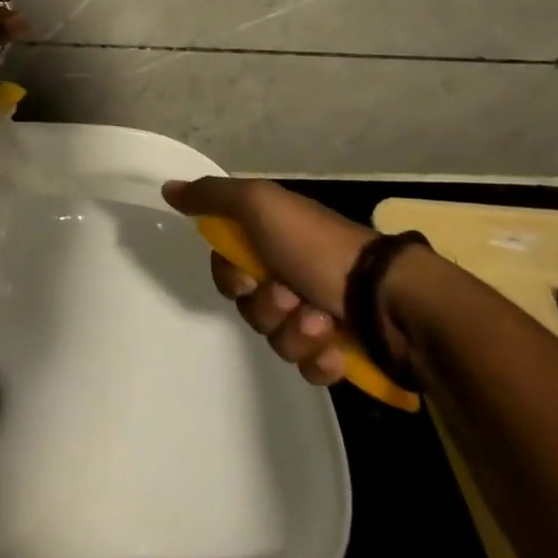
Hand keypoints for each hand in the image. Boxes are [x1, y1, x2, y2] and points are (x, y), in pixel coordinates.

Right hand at [162, 177, 379, 385]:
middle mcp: (290, 274)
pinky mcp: (340, 353)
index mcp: (272, 240)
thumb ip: (212, 197)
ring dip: (296, 333)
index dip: (231, 277)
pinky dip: (319, 360)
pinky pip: (308, 369)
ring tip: (323, 321)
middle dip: (267, 307)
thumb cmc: (318, 246)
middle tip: (292, 296)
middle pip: (249, 307)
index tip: (248, 275)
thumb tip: (168, 188)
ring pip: (276, 340)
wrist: (389, 297)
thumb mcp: (260, 205)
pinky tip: (337, 349)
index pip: (227, 268)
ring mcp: (317, 315)